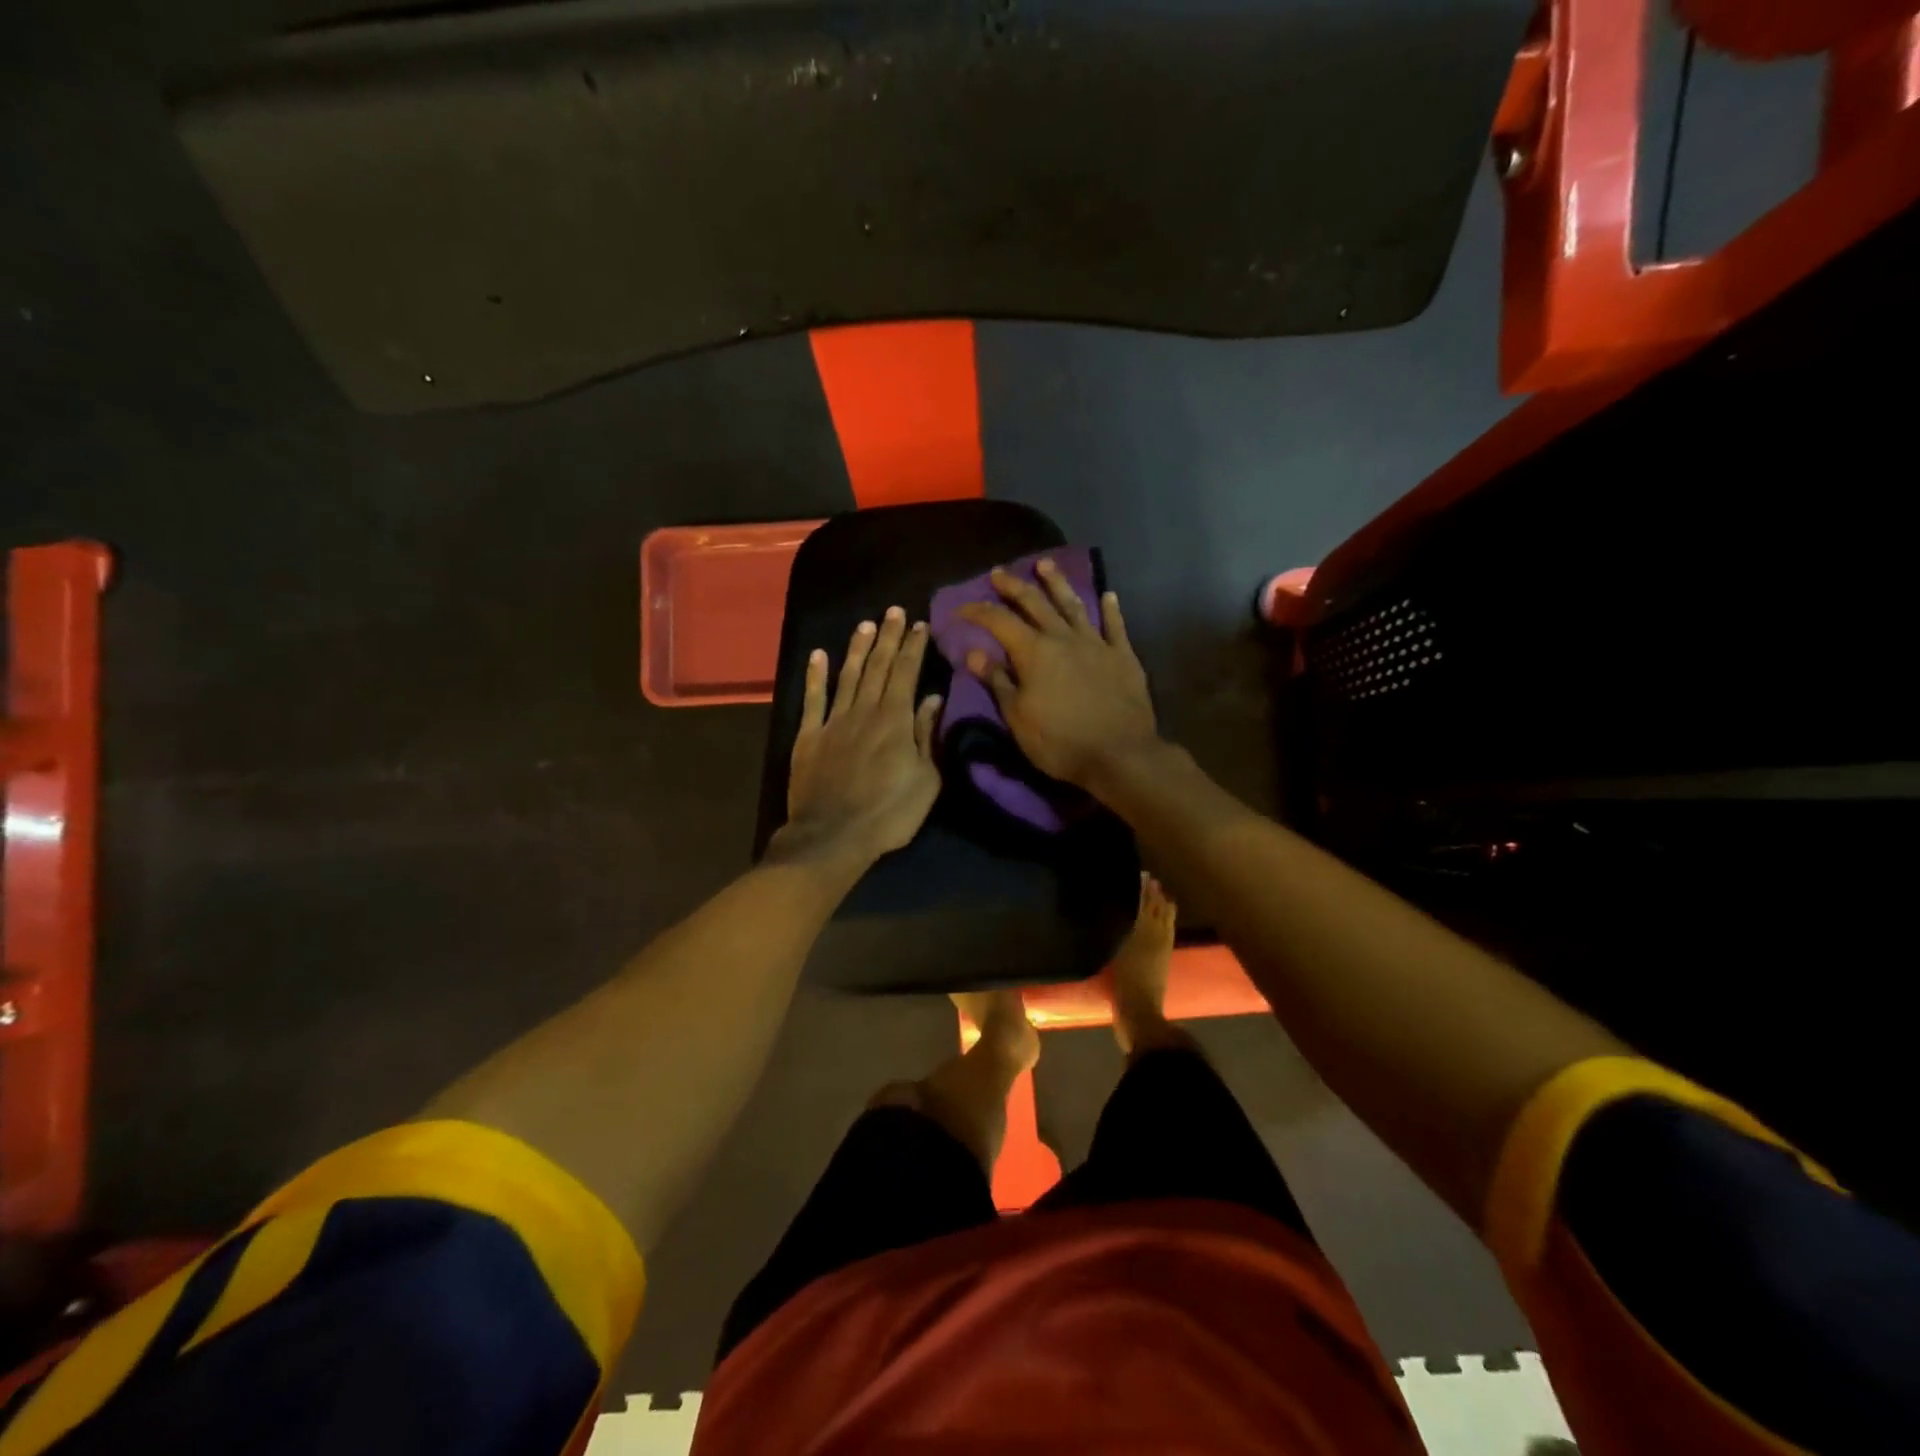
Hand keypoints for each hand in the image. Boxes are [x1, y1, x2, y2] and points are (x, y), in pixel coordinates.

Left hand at [777, 607, 943, 866]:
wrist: (833, 836)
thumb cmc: (889, 814)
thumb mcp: (926, 780)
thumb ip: (927, 736)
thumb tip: (931, 698)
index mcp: (895, 720)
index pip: (906, 673)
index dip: (914, 647)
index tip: (920, 625)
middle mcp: (864, 711)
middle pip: (879, 667)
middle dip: (888, 637)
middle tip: (894, 611)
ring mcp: (833, 722)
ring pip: (848, 676)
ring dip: (858, 649)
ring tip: (866, 624)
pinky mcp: (808, 737)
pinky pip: (812, 700)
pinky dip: (815, 676)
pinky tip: (818, 655)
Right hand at [958, 561, 1159, 790]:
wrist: (1120, 754)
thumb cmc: (1060, 741)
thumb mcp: (1017, 717)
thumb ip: (997, 682)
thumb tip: (973, 653)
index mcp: (1034, 652)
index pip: (998, 621)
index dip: (978, 611)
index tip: (961, 608)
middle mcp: (1064, 638)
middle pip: (1035, 604)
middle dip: (1014, 586)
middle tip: (999, 572)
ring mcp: (1097, 644)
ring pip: (1073, 605)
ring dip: (1057, 583)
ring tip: (1045, 564)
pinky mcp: (1123, 657)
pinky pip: (1115, 627)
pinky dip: (1111, 610)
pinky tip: (1108, 595)